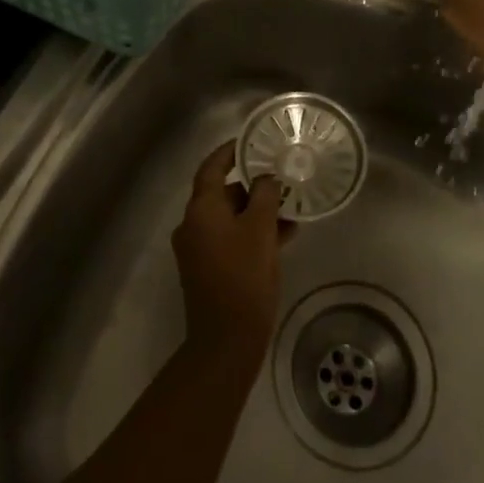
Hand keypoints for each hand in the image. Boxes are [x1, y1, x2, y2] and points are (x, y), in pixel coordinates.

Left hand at [172, 143, 287, 364]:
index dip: (230, 151)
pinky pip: (231, 239)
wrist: (226, 341)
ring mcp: (199, 249)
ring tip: (290, 208)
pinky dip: (252, 233)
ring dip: (257, 211)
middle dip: (252, 185)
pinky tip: (284, 236)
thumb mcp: (261, 229)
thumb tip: (266, 178)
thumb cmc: (244, 277)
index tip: (251, 140)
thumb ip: (265, 195)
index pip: (212, 167)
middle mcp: (193, 224)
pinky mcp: (209, 269)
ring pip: (230, 217)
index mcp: (201, 209)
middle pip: (221, 192)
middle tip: (280, 177)